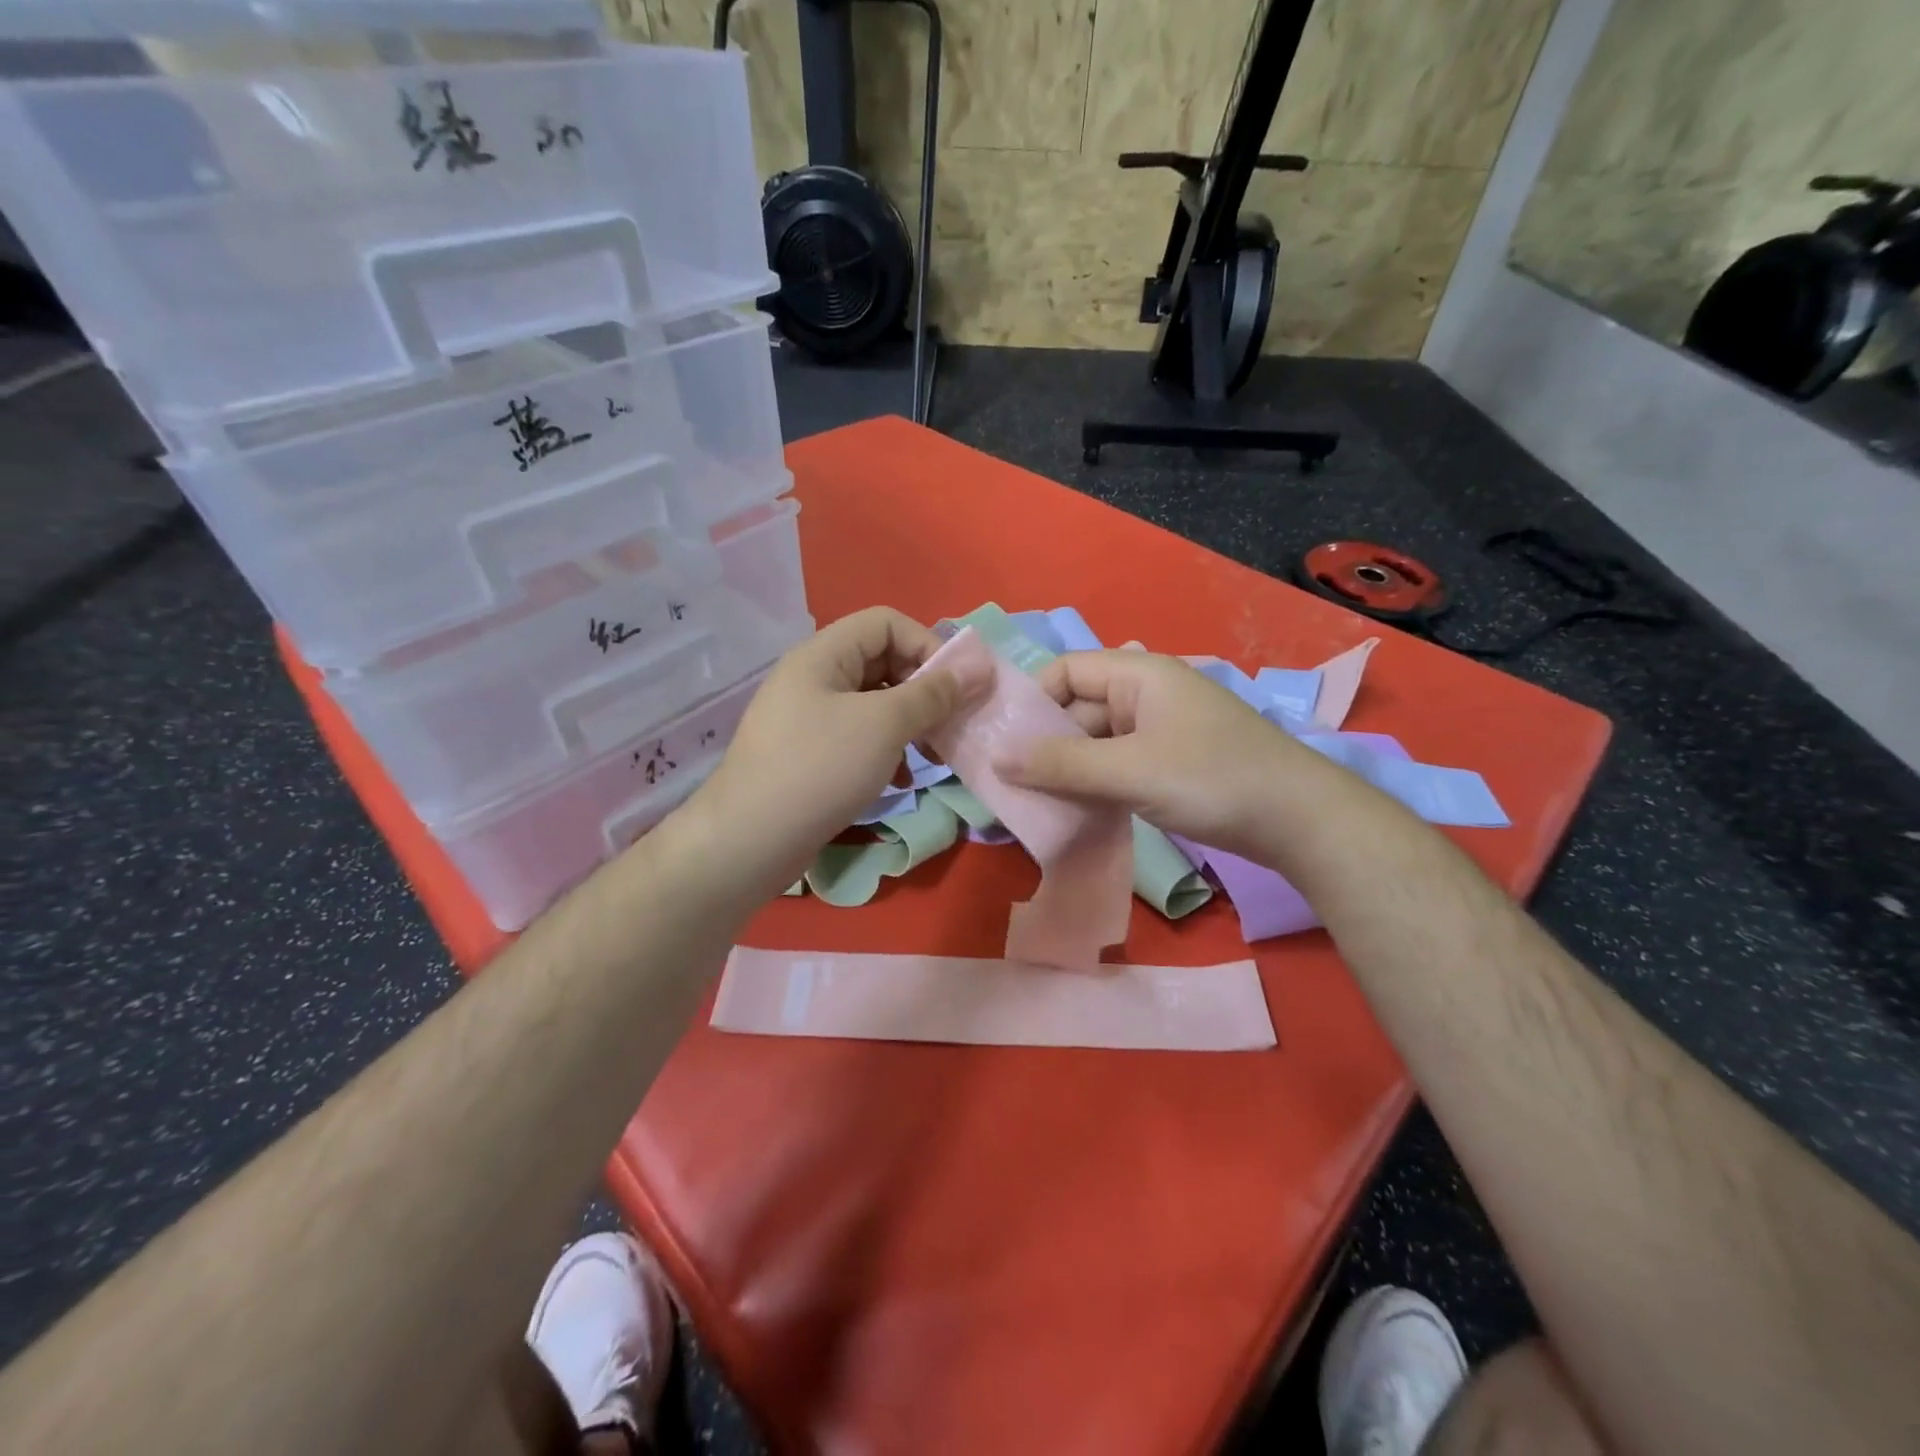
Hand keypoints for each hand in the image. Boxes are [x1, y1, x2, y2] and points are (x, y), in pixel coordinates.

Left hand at [681, 608, 989, 895]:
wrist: (750, 841)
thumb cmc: (821, 768)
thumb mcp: (885, 724)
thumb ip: (933, 694)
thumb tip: (978, 667)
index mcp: (823, 654)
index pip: (886, 623)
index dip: (926, 644)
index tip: (955, 686)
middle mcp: (814, 678)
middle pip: (882, 662)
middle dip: (923, 690)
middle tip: (951, 723)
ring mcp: (808, 718)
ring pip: (874, 704)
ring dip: (910, 723)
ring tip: (933, 754)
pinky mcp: (809, 755)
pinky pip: (858, 737)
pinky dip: (886, 750)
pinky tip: (900, 780)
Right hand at [996, 649, 1323, 856]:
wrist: (1301, 821)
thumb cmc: (1212, 779)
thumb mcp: (1129, 770)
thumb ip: (1061, 764)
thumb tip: (995, 759)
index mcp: (1139, 675)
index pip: (1066, 671)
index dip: (1032, 702)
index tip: (1005, 743)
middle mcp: (1147, 695)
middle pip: (1078, 709)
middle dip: (1045, 745)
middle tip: (1010, 786)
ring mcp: (1161, 731)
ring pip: (1097, 743)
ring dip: (1068, 771)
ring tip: (1036, 806)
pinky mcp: (1171, 764)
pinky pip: (1118, 766)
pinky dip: (1095, 785)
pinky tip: (1076, 813)